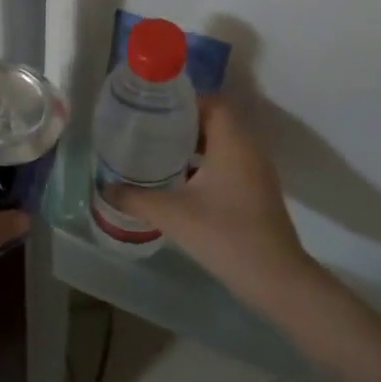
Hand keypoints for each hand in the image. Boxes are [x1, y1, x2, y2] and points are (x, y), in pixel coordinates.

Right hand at [107, 99, 314, 302]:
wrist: (274, 278)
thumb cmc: (224, 235)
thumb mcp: (172, 215)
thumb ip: (136, 198)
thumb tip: (106, 187)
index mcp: (233, 142)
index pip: (212, 102)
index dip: (184, 102)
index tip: (154, 111)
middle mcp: (249, 149)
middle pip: (217, 121)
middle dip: (184, 124)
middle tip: (151, 131)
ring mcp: (257, 172)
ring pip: (224, 144)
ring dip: (196, 146)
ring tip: (161, 153)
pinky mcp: (258, 192)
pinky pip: (230, 164)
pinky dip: (207, 165)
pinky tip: (182, 183)